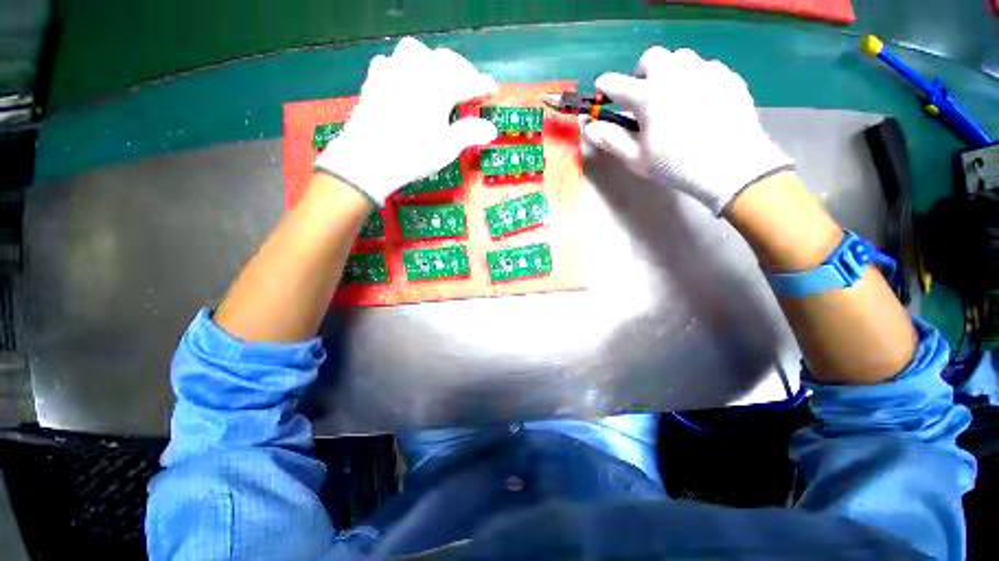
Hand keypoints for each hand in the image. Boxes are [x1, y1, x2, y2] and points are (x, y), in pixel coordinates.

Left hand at [315, 37, 497, 204]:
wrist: (368, 159)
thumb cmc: (413, 155)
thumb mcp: (446, 148)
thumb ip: (470, 133)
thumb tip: (491, 130)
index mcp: (438, 86)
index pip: (468, 80)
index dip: (483, 85)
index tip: (493, 90)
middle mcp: (417, 69)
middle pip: (446, 61)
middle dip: (462, 71)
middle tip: (471, 86)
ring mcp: (393, 69)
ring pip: (419, 53)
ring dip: (434, 63)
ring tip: (441, 79)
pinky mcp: (376, 77)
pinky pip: (395, 61)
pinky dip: (407, 67)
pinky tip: (408, 81)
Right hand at [583, 47, 793, 214]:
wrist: (731, 166)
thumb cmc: (675, 166)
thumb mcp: (636, 159)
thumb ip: (611, 140)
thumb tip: (590, 128)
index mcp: (648, 96)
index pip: (617, 84)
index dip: (606, 86)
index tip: (602, 89)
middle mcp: (674, 74)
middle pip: (651, 57)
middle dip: (641, 73)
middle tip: (643, 95)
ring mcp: (704, 71)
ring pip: (680, 58)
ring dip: (669, 72)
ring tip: (672, 97)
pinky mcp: (727, 76)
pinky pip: (705, 68)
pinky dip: (694, 80)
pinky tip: (699, 102)